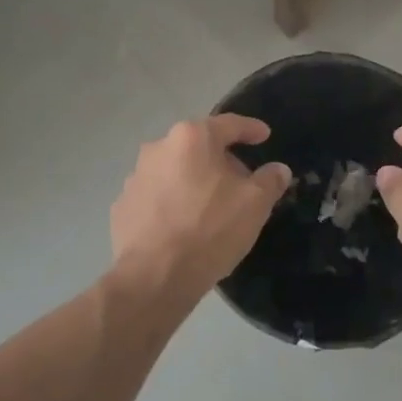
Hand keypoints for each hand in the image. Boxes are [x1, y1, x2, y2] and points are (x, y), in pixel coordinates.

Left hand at [110, 115, 291, 304]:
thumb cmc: (210, 229)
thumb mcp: (254, 204)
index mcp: (192, 137)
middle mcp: (159, 147)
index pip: (229, 124)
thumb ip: (269, 181)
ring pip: (175, 171)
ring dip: (194, 181)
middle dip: (221, 160)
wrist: (155, 276)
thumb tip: (278, 169)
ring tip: (211, 207)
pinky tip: (183, 225)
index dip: (250, 129)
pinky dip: (172, 203)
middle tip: (241, 182)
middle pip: (199, 147)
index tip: (264, 135)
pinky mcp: (123, 205)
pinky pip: (157, 196)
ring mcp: (136, 176)